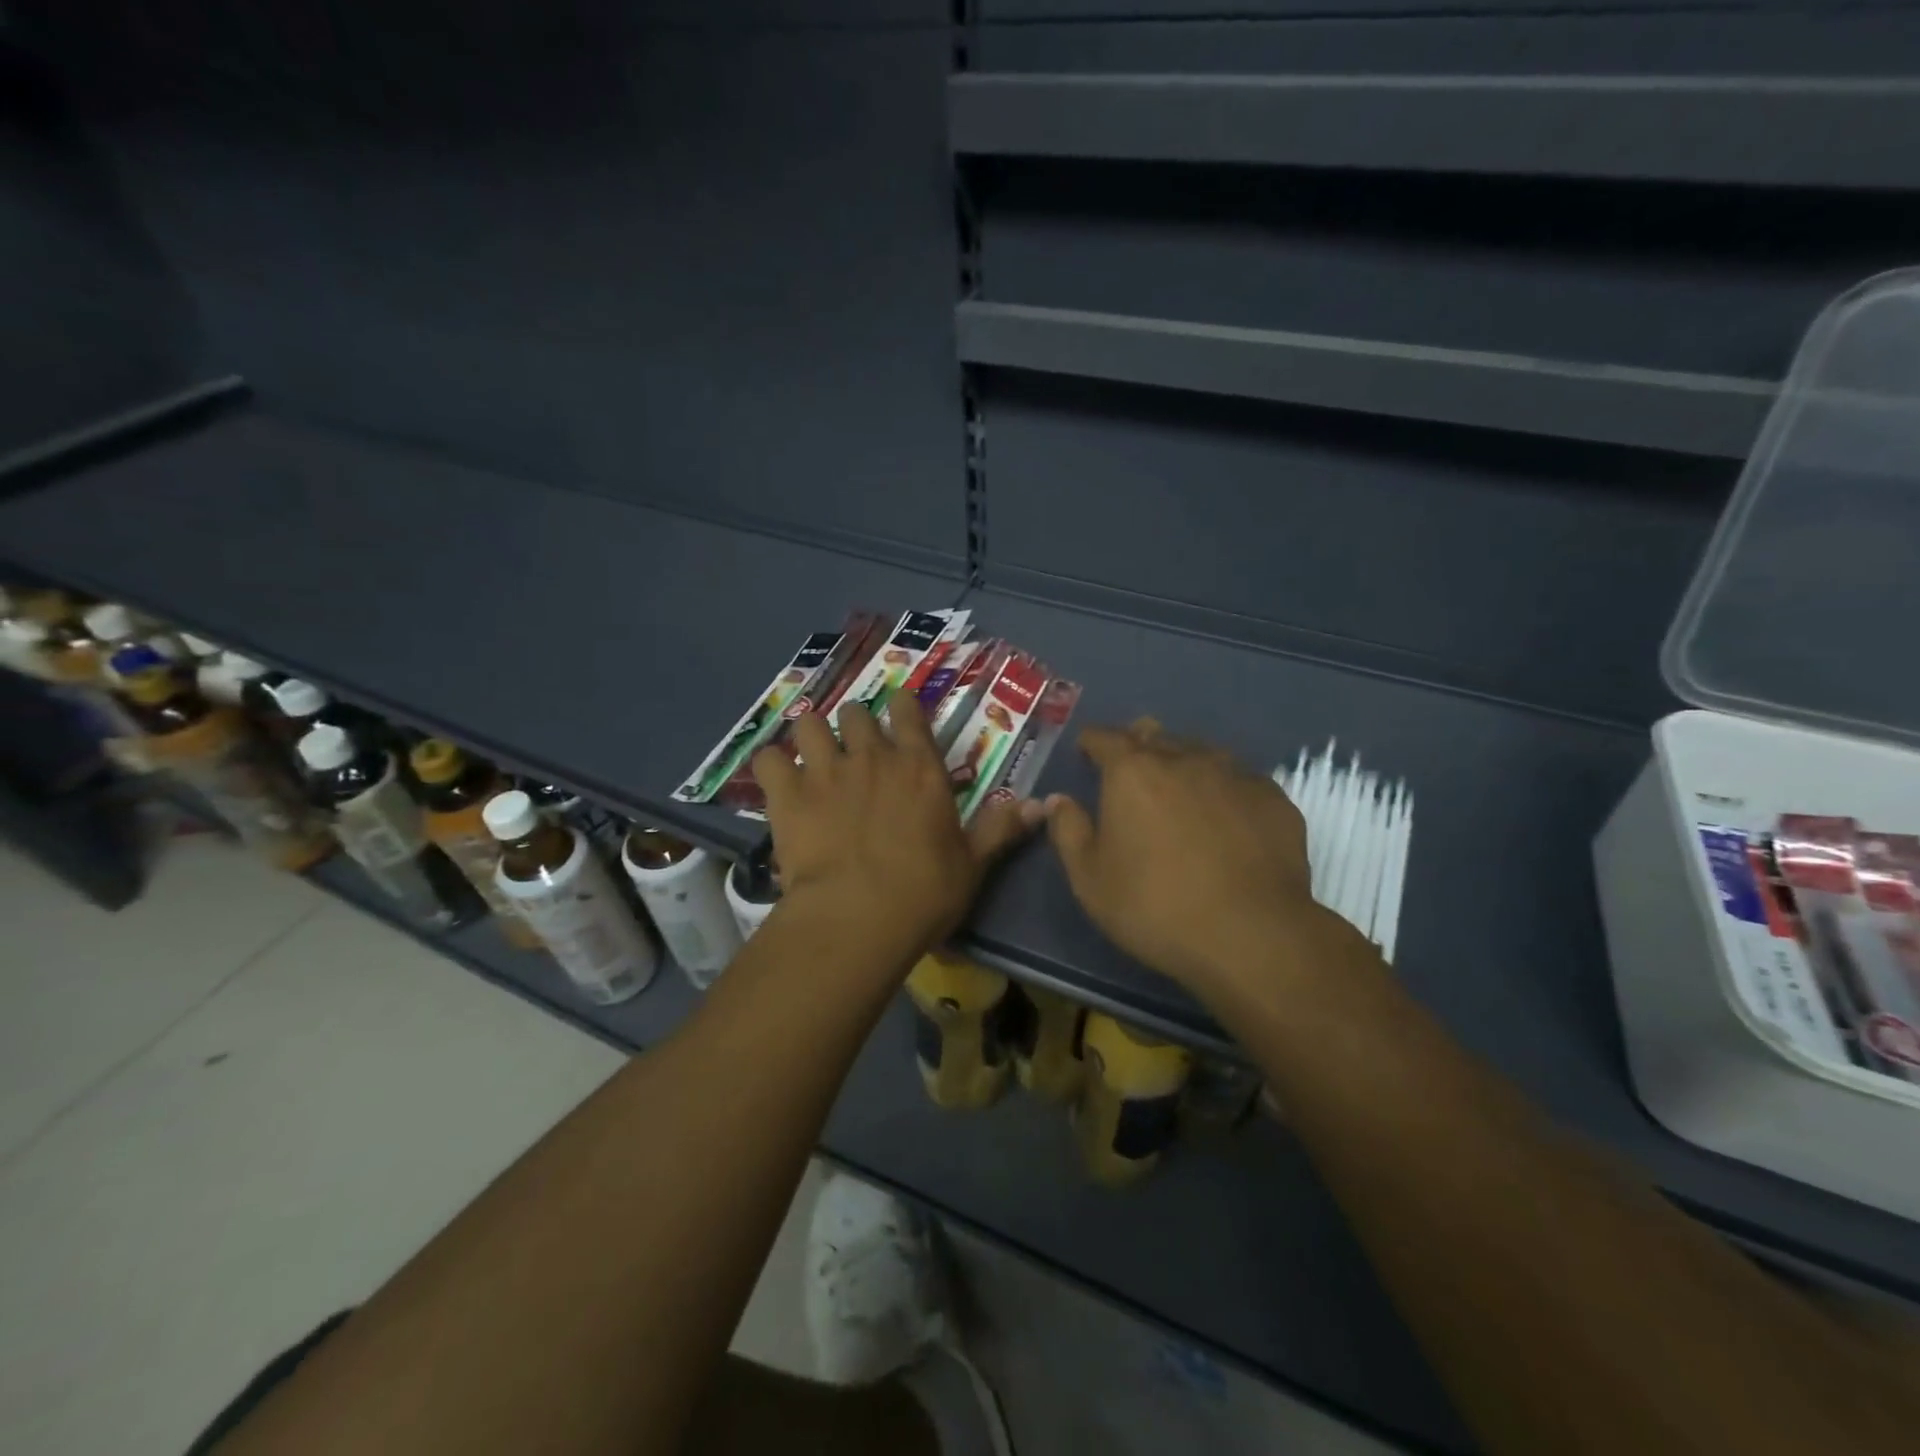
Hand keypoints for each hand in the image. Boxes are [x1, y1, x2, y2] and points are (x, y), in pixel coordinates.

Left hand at [752, 696, 1042, 962]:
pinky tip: (776, 783)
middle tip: (854, 749)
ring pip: (810, 724)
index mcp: (920, 767)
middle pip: (857, 713)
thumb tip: (1043, 805)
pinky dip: (771, 767)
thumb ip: (1000, 829)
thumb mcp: (972, 864)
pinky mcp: (787, 794)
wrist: (858, 918)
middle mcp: (872, 756)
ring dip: (811, 736)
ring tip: (811, 757)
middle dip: (855, 725)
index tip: (897, 710)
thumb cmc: (924, 892)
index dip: (902, 705)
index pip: (909, 711)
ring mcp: (825, 771)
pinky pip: (767, 760)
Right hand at [1046, 720, 1360, 998]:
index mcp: (1132, 772)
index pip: (1105, 737)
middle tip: (1131, 774)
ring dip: (1182, 764)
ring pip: (1200, 753)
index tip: (1086, 753)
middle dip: (1138, 746)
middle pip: (1154, 736)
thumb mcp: (1090, 879)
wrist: (1252, 934)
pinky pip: (1239, 780)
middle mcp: (1183, 759)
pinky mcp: (1273, 798)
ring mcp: (1234, 774)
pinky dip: (1223, 790)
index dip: (1092, 742)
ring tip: (1180, 794)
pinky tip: (1226, 819)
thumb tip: (1058, 801)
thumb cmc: (1155, 906)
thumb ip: (1069, 831)